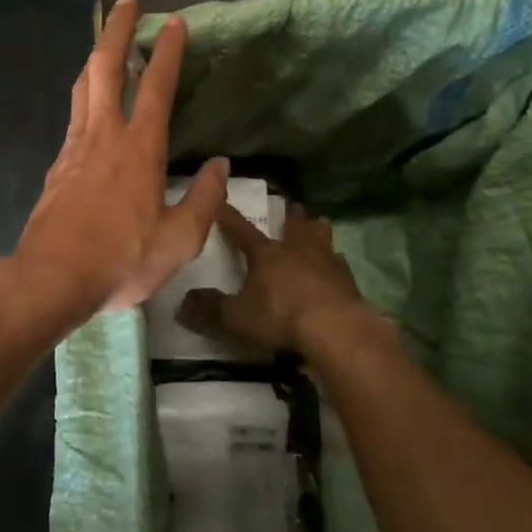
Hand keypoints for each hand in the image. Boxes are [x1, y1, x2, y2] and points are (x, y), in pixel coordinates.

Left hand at [12, 0, 227, 325]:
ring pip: (83, 87)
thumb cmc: (121, 259)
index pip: (157, 87)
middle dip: (118, 30)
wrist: (52, 277)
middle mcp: (104, 136)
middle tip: (127, 2)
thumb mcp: (179, 240)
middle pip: (106, 68)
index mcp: (139, 149)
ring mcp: (75, 148)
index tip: (175, 22)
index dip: (168, 52)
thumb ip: (204, 200)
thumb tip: (221, 167)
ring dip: (96, 57)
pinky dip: (83, 95)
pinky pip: (73, 116)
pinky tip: (89, 104)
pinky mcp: (57, 165)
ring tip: (106, 43)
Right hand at [178, 202, 369, 355]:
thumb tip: (182, 304)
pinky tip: (334, 274)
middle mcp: (297, 249)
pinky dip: (334, 266)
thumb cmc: (281, 316)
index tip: (219, 201)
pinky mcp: (349, 282)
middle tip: (291, 208)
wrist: (337, 330)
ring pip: (323, 236)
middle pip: (295, 224)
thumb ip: (209, 310)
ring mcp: (328, 262)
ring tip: (317, 231)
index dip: (228, 217)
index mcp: (266, 253)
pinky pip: (340, 266)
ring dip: (317, 232)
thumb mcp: (236, 318)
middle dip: (291, 215)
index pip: (241, 229)